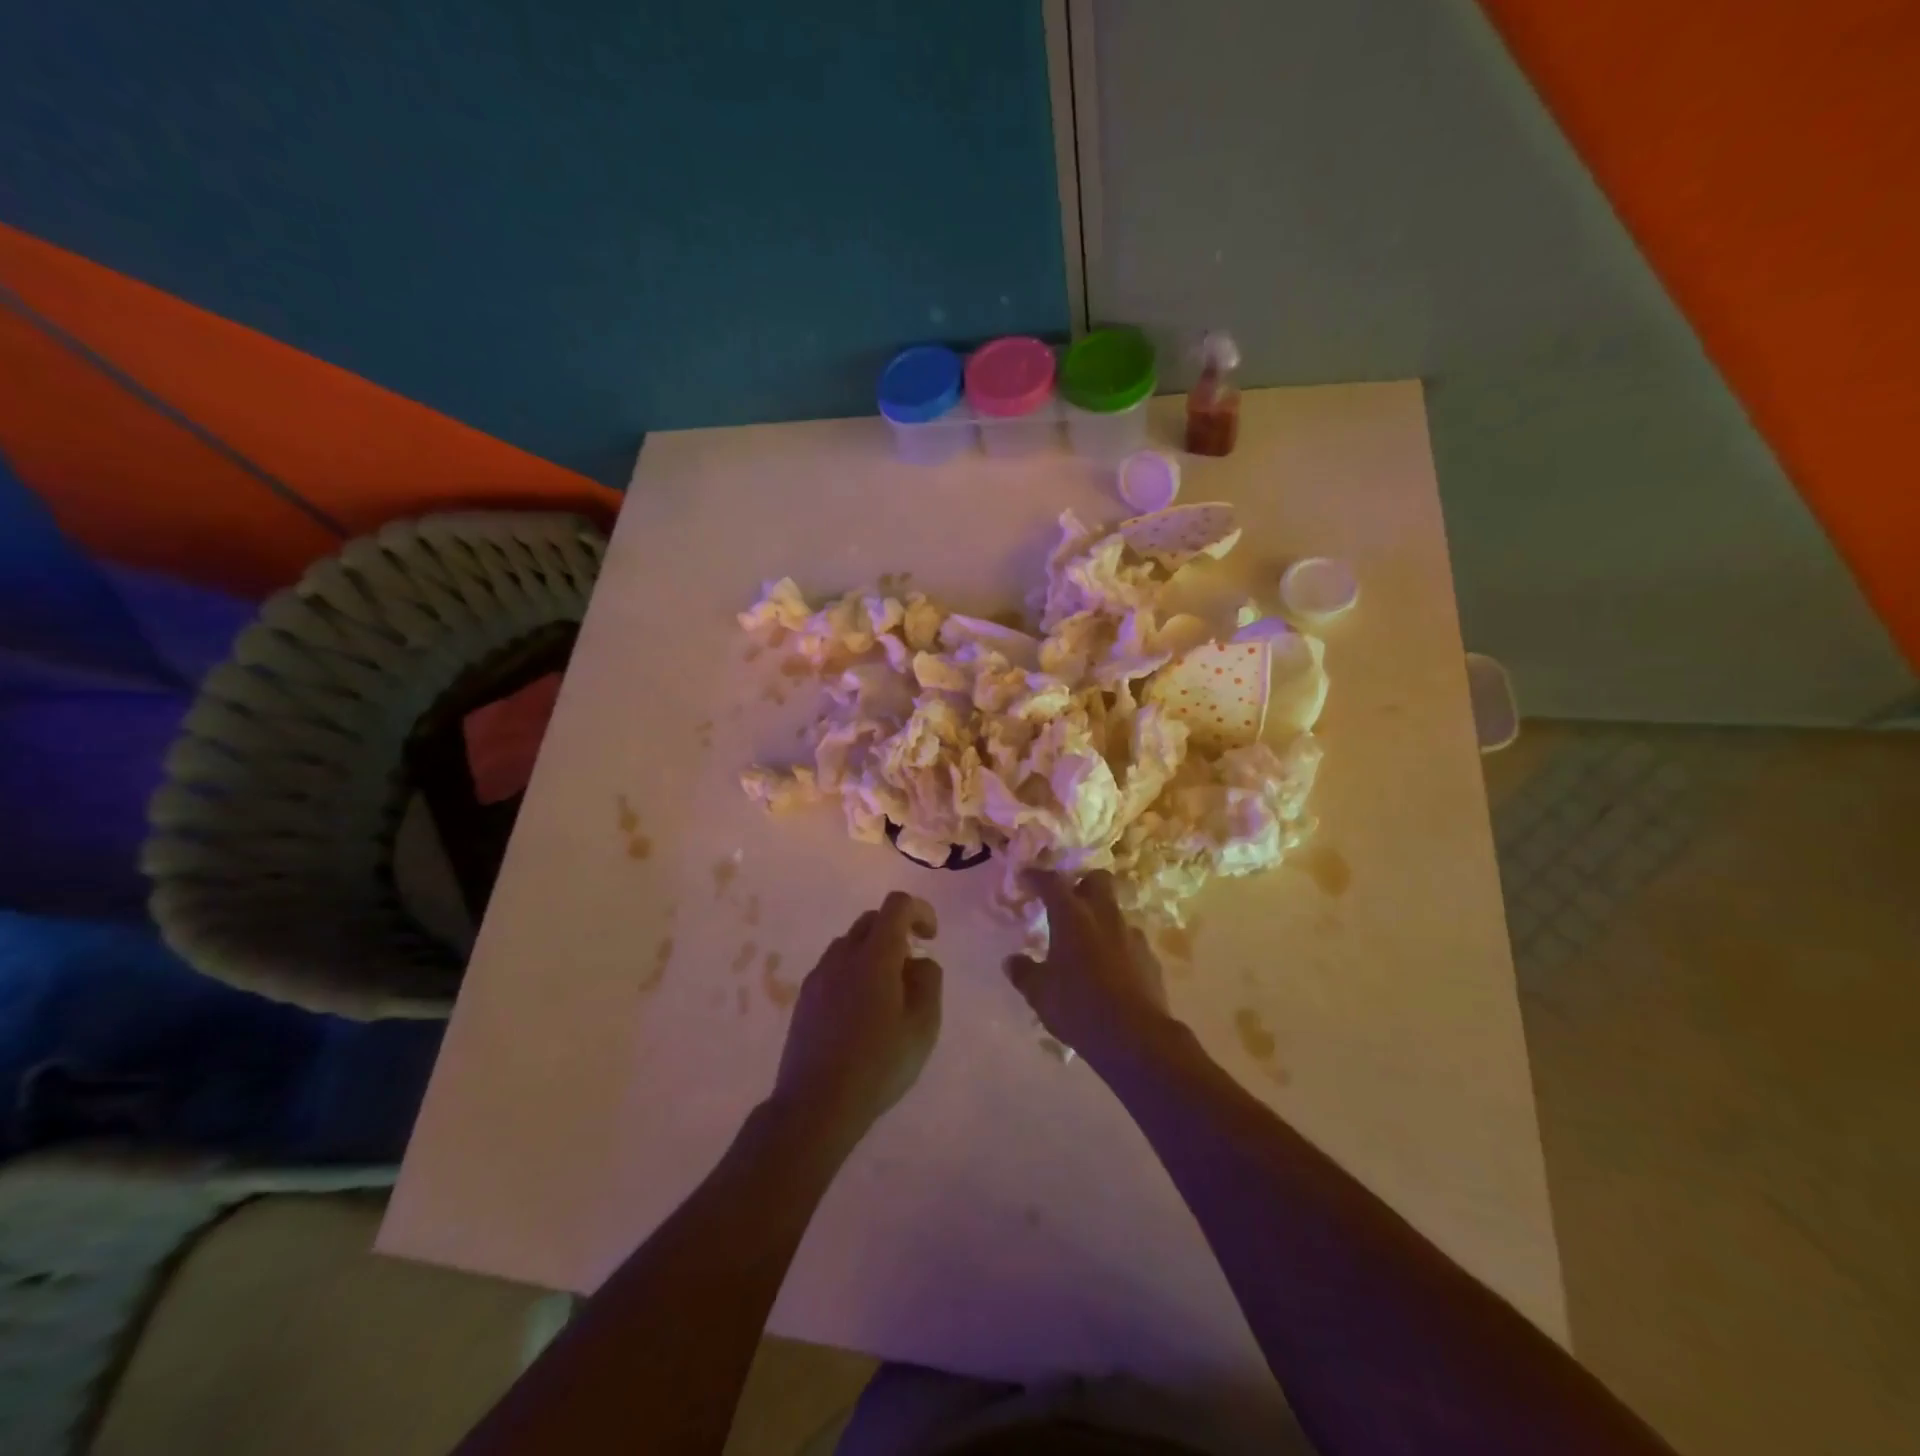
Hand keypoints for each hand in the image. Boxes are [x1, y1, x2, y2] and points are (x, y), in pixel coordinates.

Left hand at [771, 891, 942, 1150]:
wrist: (816, 1105)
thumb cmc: (879, 1064)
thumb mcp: (923, 1025)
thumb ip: (929, 981)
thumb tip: (919, 961)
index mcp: (875, 955)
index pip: (897, 905)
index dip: (920, 911)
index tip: (931, 938)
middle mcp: (842, 954)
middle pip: (872, 920)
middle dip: (897, 931)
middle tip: (912, 967)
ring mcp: (819, 975)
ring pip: (850, 944)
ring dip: (873, 952)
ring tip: (887, 993)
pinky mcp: (804, 997)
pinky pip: (834, 968)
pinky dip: (853, 972)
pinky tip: (860, 1012)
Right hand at [1005, 870, 1174, 1070]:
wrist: (1136, 1037)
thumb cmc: (1079, 1007)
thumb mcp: (1039, 993)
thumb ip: (1024, 972)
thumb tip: (1012, 961)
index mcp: (1072, 917)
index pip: (1052, 882)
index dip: (1037, 876)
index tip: (1026, 877)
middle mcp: (1104, 916)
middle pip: (1097, 880)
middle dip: (1081, 883)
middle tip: (1066, 900)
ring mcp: (1131, 935)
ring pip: (1114, 911)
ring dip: (1099, 918)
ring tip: (1086, 942)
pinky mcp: (1150, 957)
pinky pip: (1128, 940)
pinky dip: (1116, 945)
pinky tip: (1108, 968)